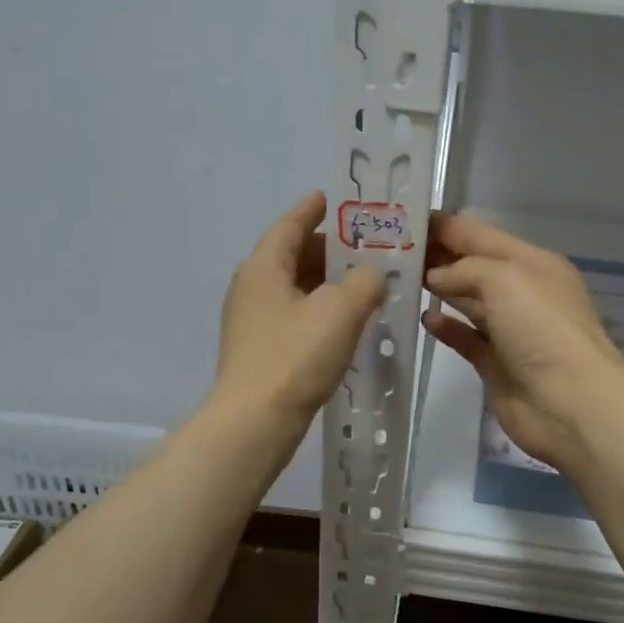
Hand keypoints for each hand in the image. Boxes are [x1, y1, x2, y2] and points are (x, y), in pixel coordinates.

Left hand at [214, 192, 385, 429]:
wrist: (255, 423)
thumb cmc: (294, 357)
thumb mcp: (341, 310)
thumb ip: (365, 282)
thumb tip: (371, 276)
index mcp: (263, 267)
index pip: (289, 225)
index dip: (312, 209)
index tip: (333, 198)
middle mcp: (252, 287)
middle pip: (292, 255)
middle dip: (330, 249)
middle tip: (368, 246)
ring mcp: (252, 321)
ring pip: (295, 287)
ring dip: (328, 282)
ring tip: (365, 282)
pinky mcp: (260, 349)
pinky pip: (294, 315)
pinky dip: (320, 309)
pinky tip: (346, 322)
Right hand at [422, 214, 623, 470]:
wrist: (570, 403)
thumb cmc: (542, 328)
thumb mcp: (505, 278)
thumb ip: (464, 269)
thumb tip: (435, 277)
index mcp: (531, 263)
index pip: (480, 235)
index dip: (444, 226)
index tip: (404, 219)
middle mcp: (521, 292)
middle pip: (471, 266)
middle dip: (436, 255)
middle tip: (388, 249)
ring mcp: (509, 330)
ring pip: (467, 300)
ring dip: (437, 288)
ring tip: (397, 278)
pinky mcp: (495, 364)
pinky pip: (465, 338)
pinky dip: (446, 327)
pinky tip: (423, 318)